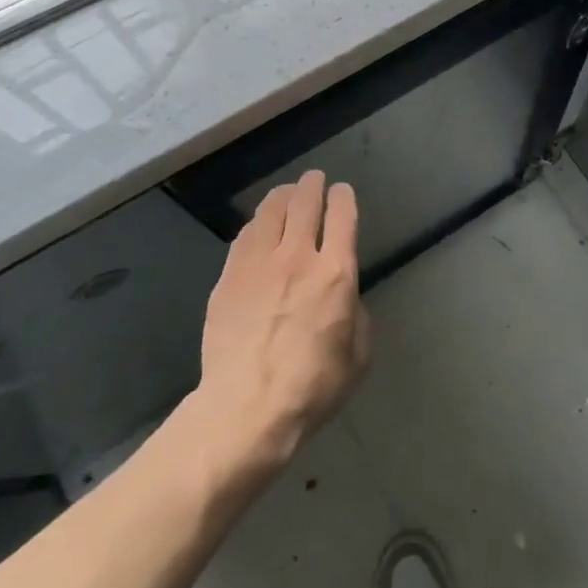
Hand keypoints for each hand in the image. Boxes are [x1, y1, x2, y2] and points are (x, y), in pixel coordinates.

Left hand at [192, 170, 369, 471]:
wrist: (246, 408)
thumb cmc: (313, 386)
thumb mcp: (358, 354)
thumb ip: (356, 314)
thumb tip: (344, 298)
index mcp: (336, 273)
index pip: (342, 215)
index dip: (343, 197)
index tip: (342, 192)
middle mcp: (298, 257)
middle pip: (304, 203)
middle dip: (312, 185)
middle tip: (314, 179)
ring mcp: (259, 264)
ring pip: (270, 212)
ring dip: (283, 196)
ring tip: (287, 193)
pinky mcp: (229, 278)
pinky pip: (245, 237)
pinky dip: (257, 224)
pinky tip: (258, 227)